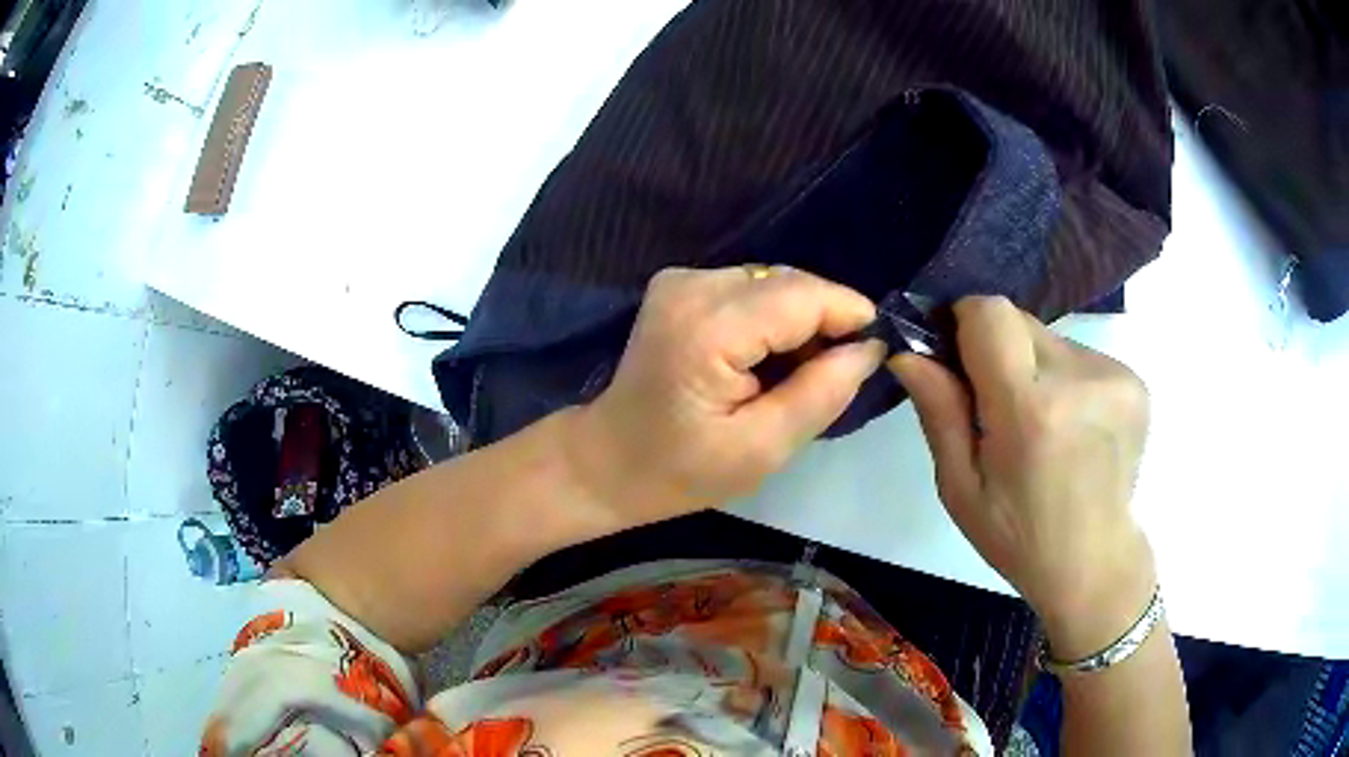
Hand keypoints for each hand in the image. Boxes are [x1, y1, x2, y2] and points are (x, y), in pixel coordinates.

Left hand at [570, 266, 884, 528]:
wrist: (608, 461)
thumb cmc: (681, 471)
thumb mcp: (763, 449)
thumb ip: (821, 393)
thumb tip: (869, 347)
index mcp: (709, 328)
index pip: (803, 295)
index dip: (849, 315)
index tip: (872, 351)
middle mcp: (692, 285)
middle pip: (790, 282)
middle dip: (825, 321)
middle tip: (831, 375)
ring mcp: (681, 279)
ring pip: (774, 282)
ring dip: (799, 321)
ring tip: (794, 374)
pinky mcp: (678, 284)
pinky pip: (750, 287)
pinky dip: (771, 318)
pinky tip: (765, 358)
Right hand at [890, 296, 1154, 657]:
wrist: (1095, 561)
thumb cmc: (1018, 536)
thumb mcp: (960, 488)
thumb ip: (939, 412)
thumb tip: (907, 351)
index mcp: (1030, 411)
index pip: (990, 313)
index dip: (966, 324)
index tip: (958, 358)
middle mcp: (1078, 379)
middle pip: (1019, 321)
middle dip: (999, 351)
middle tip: (999, 408)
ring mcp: (1114, 377)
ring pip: (1050, 339)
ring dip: (1034, 368)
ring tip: (1042, 426)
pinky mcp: (1135, 380)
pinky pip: (1080, 356)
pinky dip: (1066, 380)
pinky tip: (1071, 427)